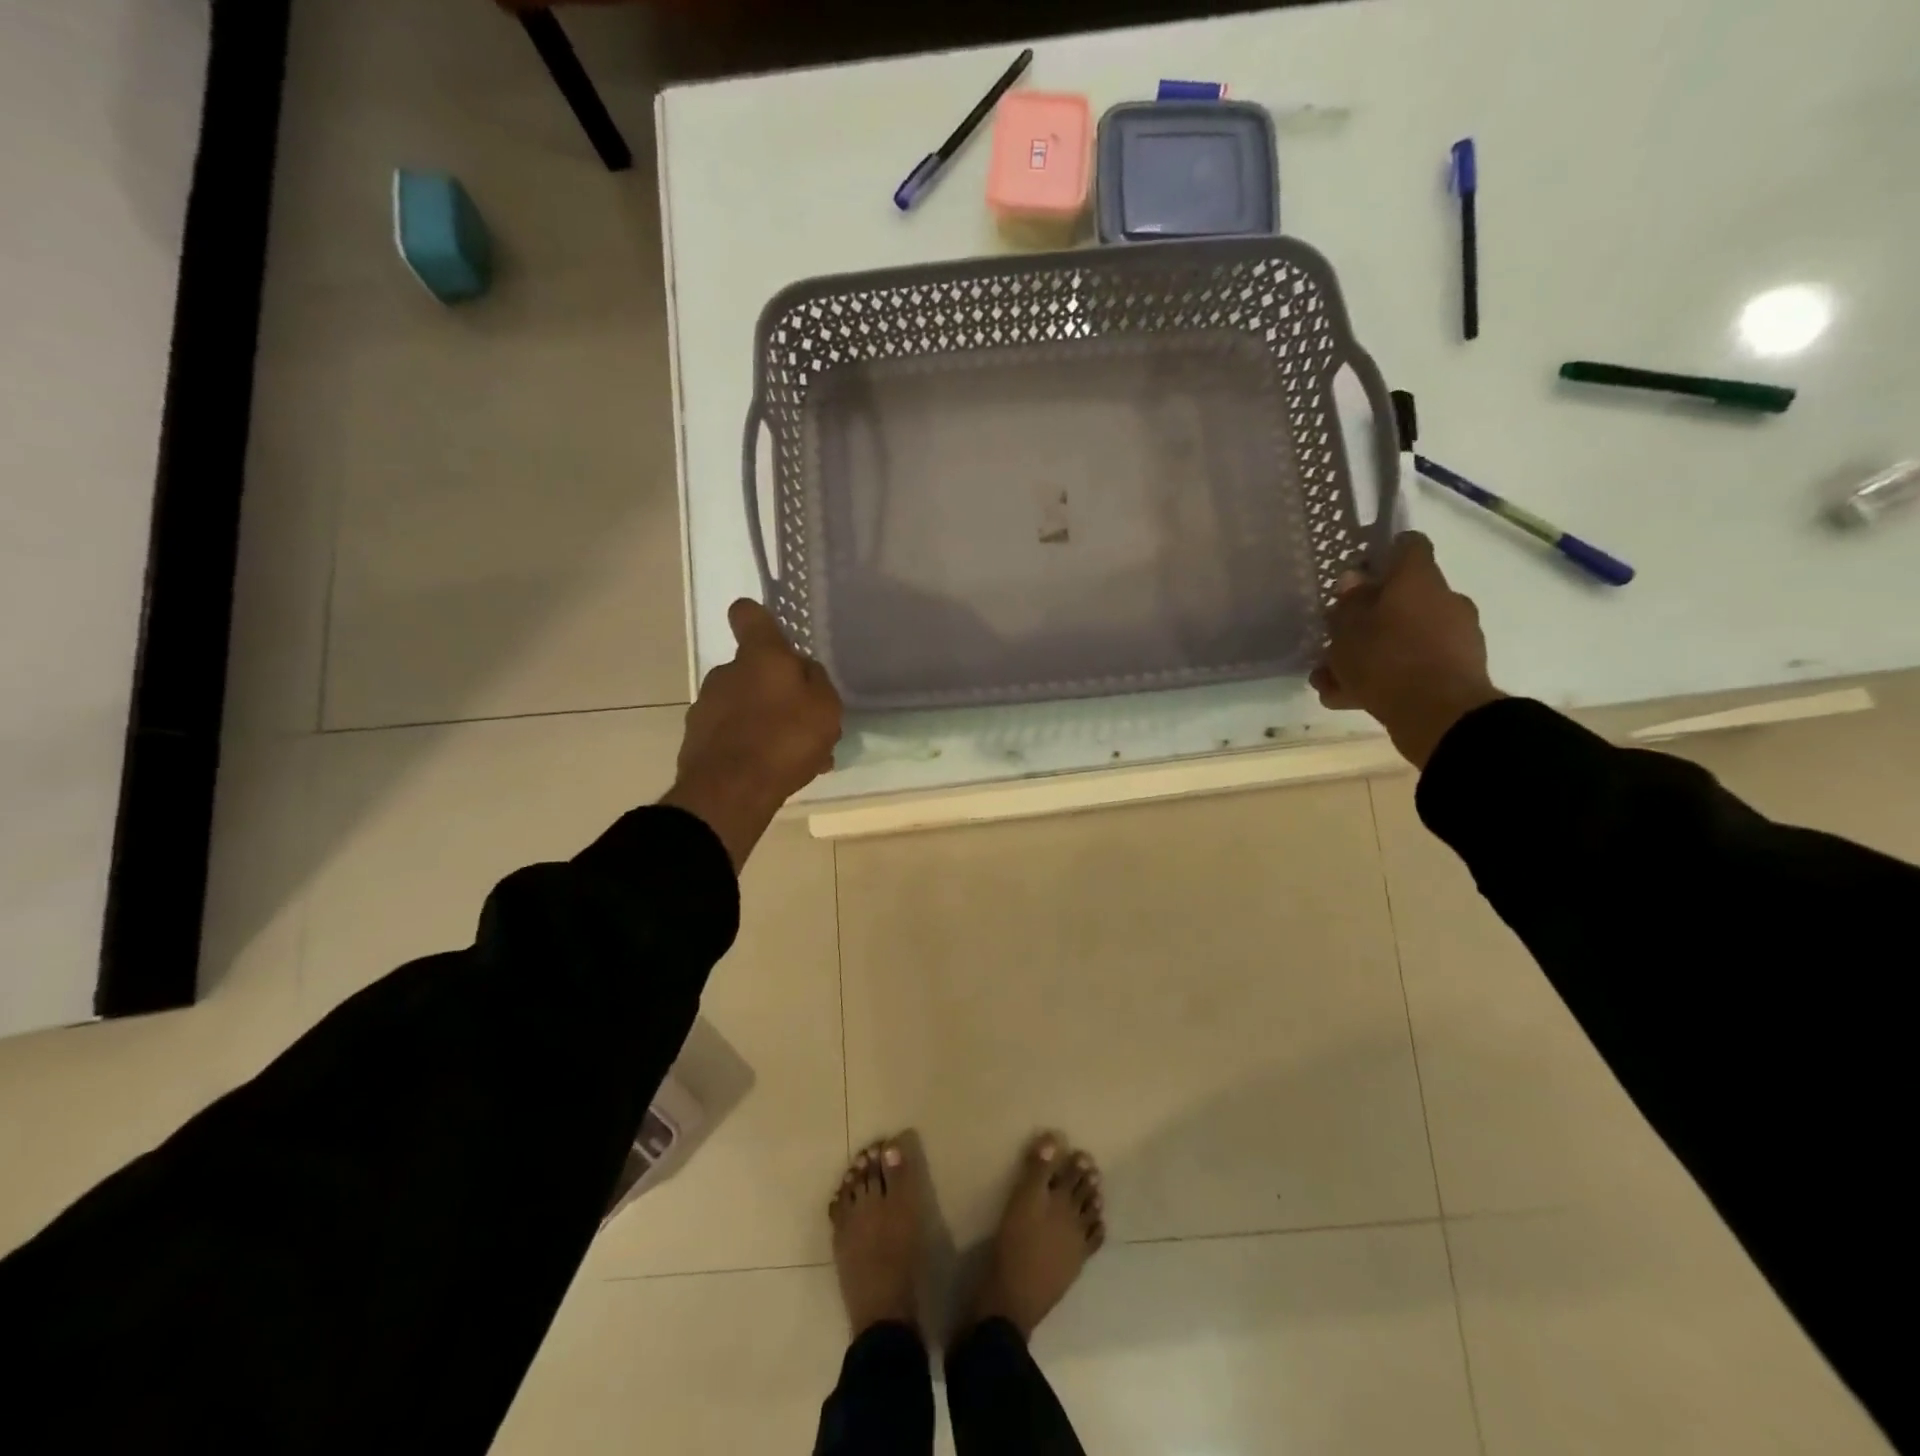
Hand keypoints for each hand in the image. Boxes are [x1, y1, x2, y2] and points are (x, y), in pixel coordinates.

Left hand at [661, 599, 843, 869]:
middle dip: (776, 690)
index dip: (760, 620)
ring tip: (797, 757)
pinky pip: (733, 735)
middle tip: (805, 722)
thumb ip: (817, 682)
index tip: (774, 638)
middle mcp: (726, 672)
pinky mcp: (696, 740)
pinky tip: (775, 773)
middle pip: (753, 669)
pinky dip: (751, 747)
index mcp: (759, 656)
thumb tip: (803, 670)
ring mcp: (706, 707)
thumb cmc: (785, 739)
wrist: (730, 792)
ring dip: (767, 723)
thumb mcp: (825, 708)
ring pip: (745, 706)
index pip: (748, 614)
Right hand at [1311, 532, 1502, 767]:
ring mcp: (1454, 637)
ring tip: (1331, 681)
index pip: (1408, 545)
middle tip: (1334, 640)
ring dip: (1368, 655)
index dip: (1382, 553)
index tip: (1358, 571)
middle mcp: (1443, 601)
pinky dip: (1384, 679)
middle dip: (1366, 619)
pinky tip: (1348, 700)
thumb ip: (1348, 604)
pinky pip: (1412, 667)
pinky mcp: (1456, 671)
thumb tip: (1355, 580)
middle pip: (1401, 598)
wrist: (1440, 715)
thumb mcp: (1347, 630)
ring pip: (1401, 638)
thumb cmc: (1387, 659)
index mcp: (1418, 580)